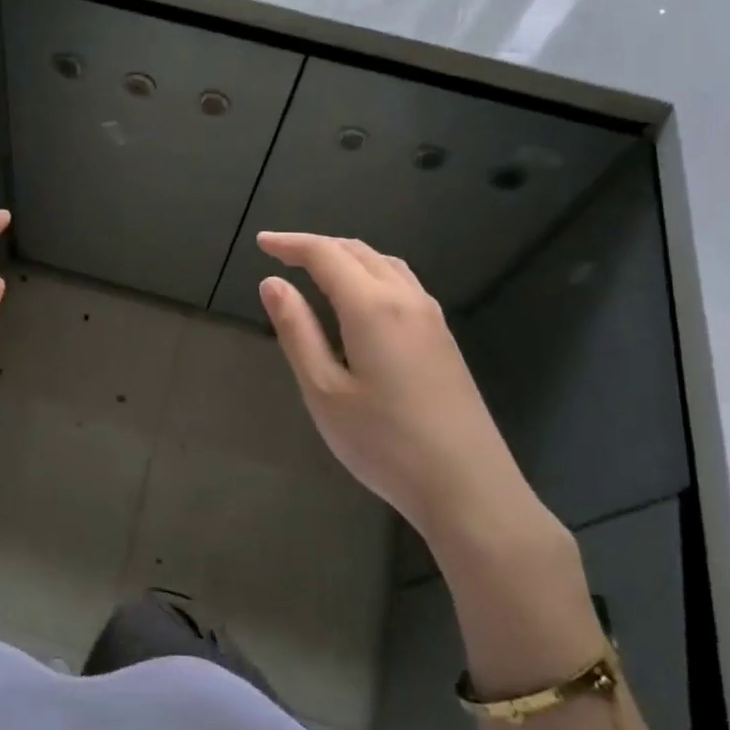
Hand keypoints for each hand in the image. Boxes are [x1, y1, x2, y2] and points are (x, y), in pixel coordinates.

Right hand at [255, 232, 552, 562]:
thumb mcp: (324, 391)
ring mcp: (432, 317)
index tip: (261, 243)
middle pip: (358, 251)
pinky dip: (371, 272)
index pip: (326, 255)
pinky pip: (403, 282)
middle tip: (281, 254)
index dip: (291, 244)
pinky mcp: (444, 338)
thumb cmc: (385, 443)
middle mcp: (406, 299)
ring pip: (385, 263)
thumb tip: (272, 283)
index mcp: (372, 307)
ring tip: (317, 268)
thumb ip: (297, 331)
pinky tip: (361, 297)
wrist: (468, 487)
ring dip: (347, 255)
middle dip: (317, 245)